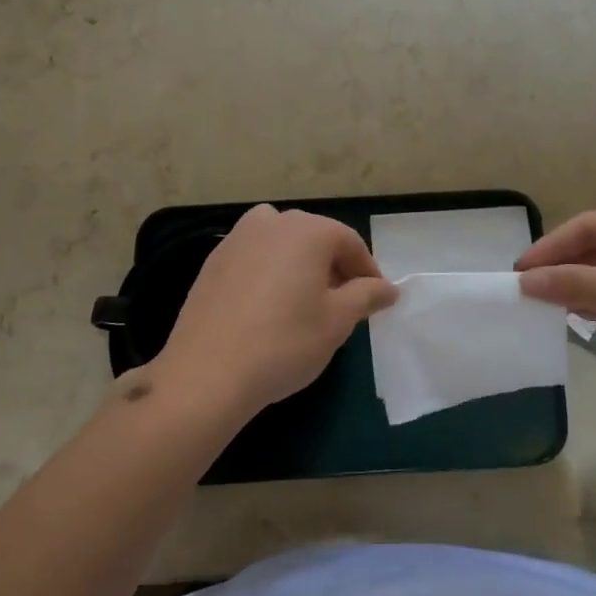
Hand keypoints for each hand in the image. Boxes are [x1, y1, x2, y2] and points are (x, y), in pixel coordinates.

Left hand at [154, 205, 398, 419]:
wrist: (207, 373)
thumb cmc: (284, 343)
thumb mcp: (337, 322)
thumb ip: (366, 296)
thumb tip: (388, 288)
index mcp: (308, 230)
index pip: (350, 242)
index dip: (367, 271)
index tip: (375, 300)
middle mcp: (272, 222)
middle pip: (315, 237)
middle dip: (334, 266)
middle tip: (343, 304)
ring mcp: (237, 239)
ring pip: (281, 243)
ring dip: (299, 264)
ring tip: (304, 302)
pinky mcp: (213, 261)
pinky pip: (254, 257)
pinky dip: (269, 272)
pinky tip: (267, 307)